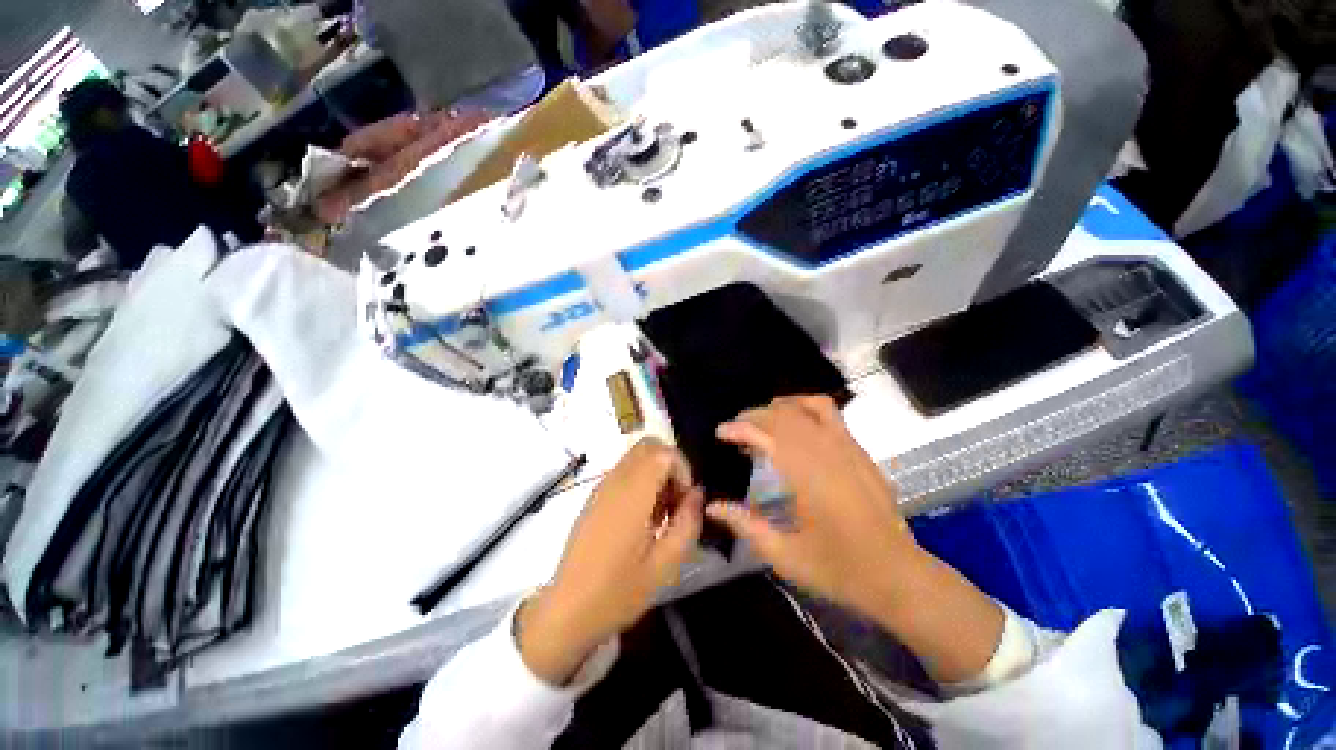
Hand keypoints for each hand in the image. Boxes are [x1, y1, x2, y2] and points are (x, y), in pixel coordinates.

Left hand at [519, 439, 703, 684]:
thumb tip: (697, 493)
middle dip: (670, 466)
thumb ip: (687, 523)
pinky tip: (642, 519)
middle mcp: (615, 481)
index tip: (685, 502)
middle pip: (649, 446)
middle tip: (675, 502)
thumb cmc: (618, 591)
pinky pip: (624, 471)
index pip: (663, 452)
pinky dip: (641, 481)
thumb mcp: (665, 565)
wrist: (566, 610)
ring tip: (660, 514)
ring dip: (656, 474)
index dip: (682, 470)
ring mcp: (601, 487)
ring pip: (636, 457)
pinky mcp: (594, 497)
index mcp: (633, 494)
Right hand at [707, 396, 1003, 681]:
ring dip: (779, 407)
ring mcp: (847, 446)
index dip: (739, 428)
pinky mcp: (859, 449)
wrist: (899, 576)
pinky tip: (796, 424)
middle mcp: (827, 451)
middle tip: (735, 431)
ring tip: (762, 421)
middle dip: (754, 416)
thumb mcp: (784, 555)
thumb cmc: (839, 570)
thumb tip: (712, 505)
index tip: (720, 432)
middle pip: (783, 415)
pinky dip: (805, 406)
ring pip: (806, 406)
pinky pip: (829, 412)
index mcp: (807, 476)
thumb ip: (745, 525)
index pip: (766, 434)